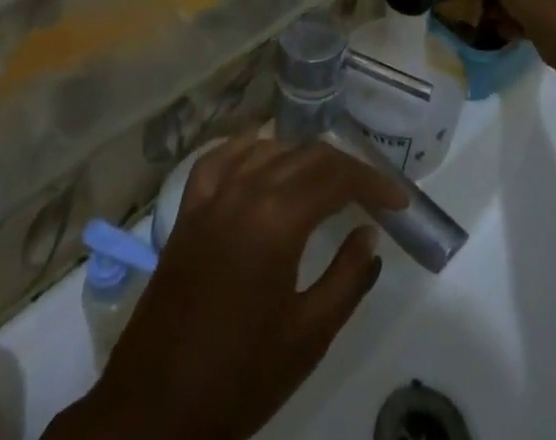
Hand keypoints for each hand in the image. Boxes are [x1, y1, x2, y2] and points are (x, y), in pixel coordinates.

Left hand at [49, 136, 403, 439]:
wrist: (156, 407)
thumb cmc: (239, 377)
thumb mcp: (307, 337)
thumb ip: (346, 278)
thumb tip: (370, 234)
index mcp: (276, 219)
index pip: (336, 177)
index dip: (373, 181)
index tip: (399, 199)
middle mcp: (245, 189)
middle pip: (306, 156)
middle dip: (346, 168)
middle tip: (373, 194)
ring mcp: (212, 194)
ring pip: (269, 149)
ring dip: (304, 157)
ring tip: (329, 181)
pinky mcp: (188, 208)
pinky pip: (222, 157)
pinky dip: (250, 148)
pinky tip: (264, 155)